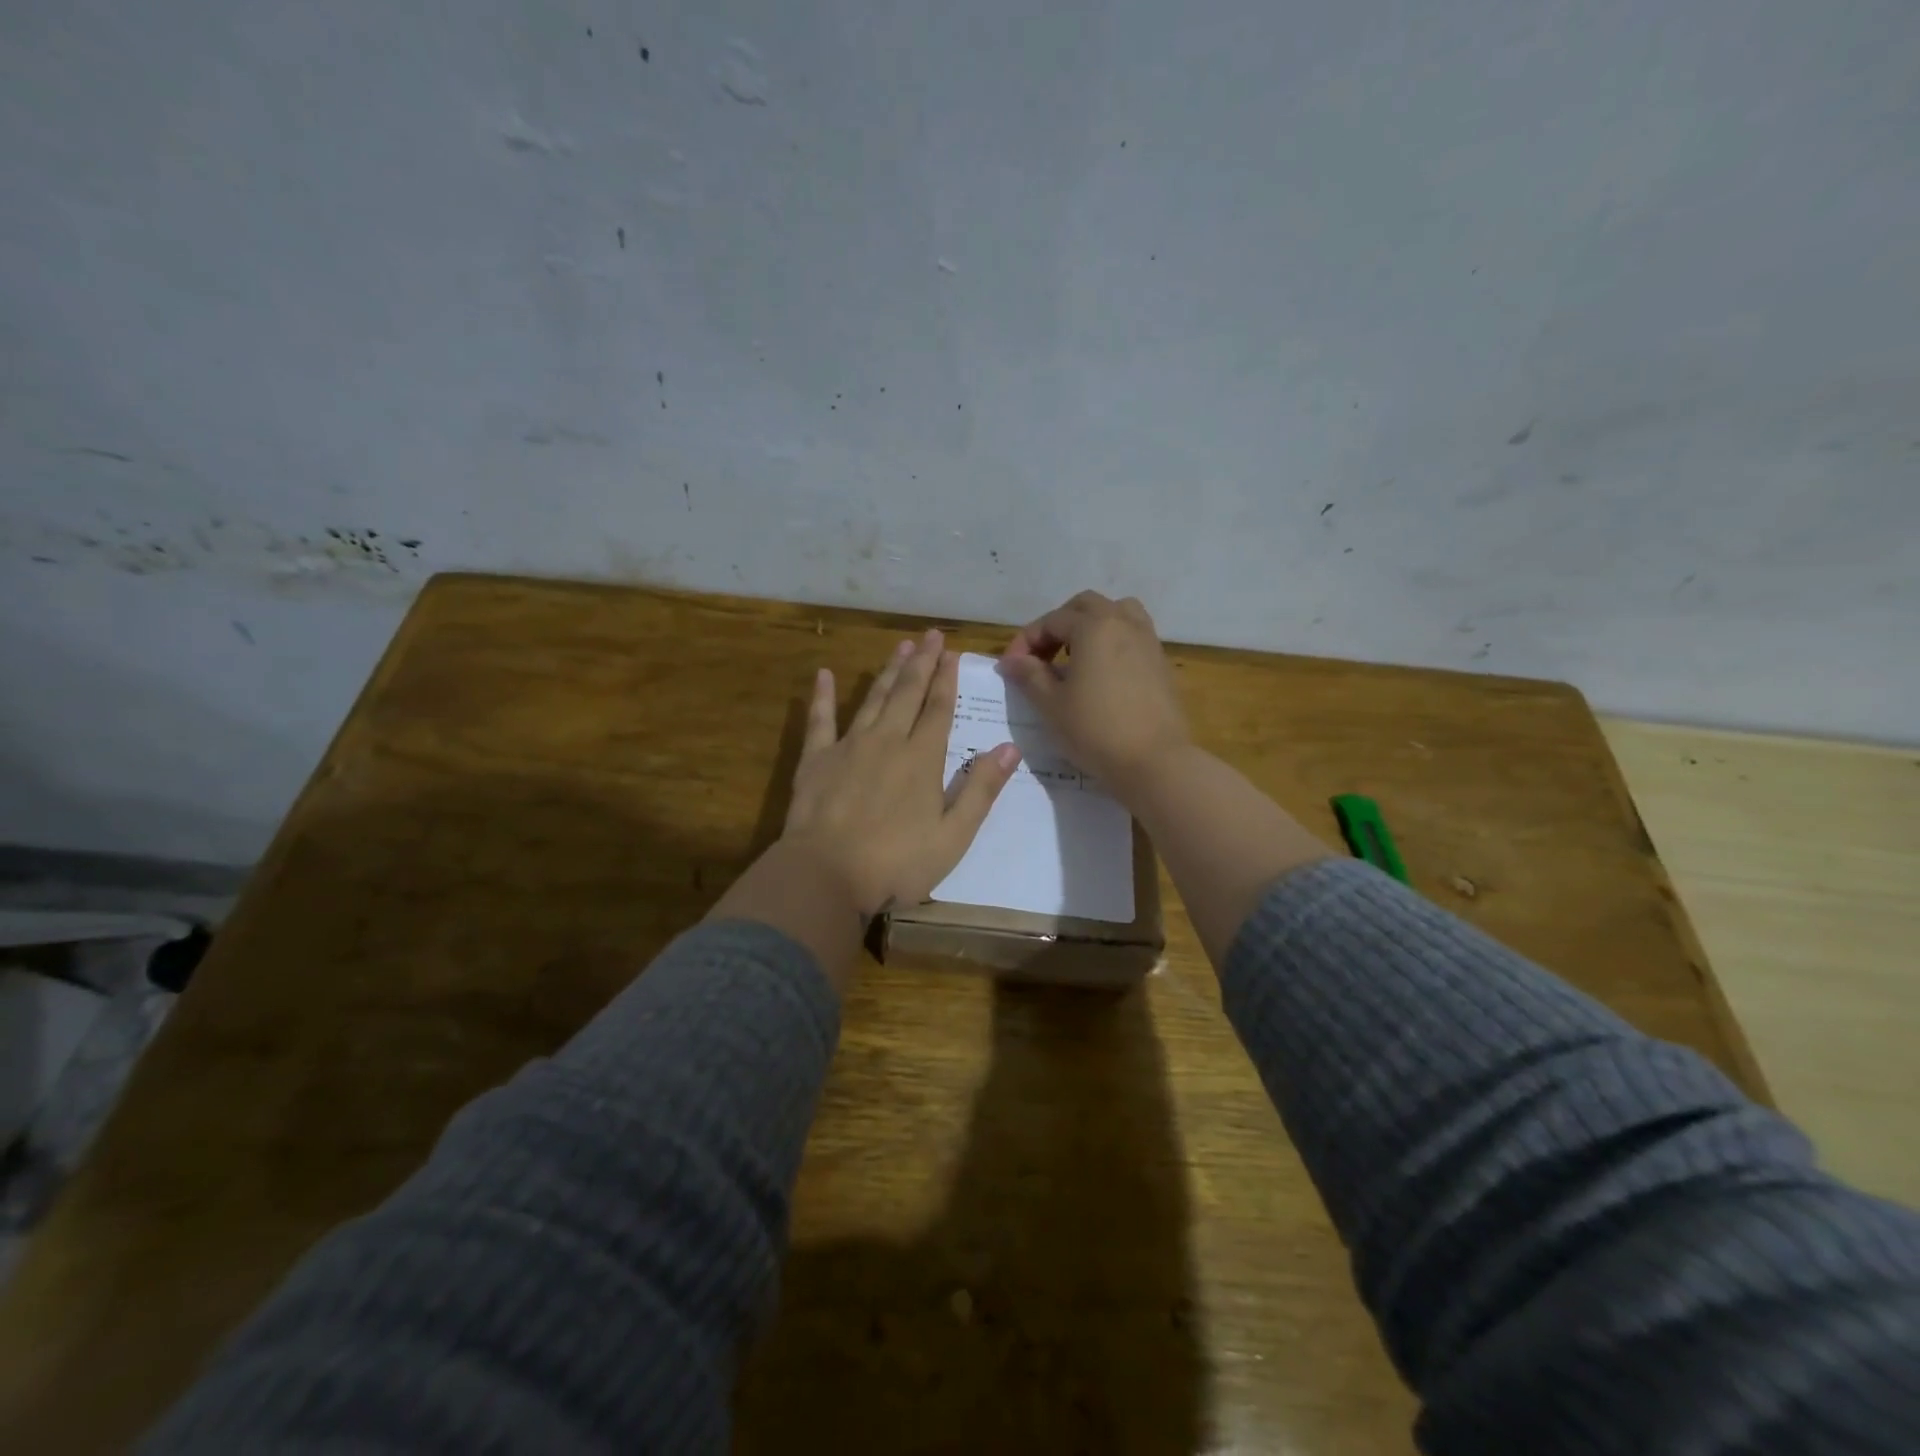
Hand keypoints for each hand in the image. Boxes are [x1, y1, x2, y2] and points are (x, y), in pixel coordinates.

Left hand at [781, 629, 1020, 917]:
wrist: (826, 875)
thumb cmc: (897, 863)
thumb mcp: (953, 835)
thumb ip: (981, 789)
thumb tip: (1010, 748)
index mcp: (922, 759)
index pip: (939, 709)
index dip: (947, 679)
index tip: (952, 652)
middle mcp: (887, 741)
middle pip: (907, 693)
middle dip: (922, 663)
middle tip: (931, 635)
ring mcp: (848, 746)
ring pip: (872, 699)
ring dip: (887, 671)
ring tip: (900, 646)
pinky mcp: (816, 760)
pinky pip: (820, 720)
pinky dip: (823, 696)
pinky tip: (825, 674)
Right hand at [999, 591, 1190, 796]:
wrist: (1155, 762)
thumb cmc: (1095, 731)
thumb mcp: (1051, 705)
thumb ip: (1029, 675)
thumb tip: (1011, 661)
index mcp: (1094, 627)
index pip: (1051, 621)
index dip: (1025, 641)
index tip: (1010, 668)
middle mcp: (1124, 623)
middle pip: (1085, 606)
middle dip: (1058, 625)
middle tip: (1041, 657)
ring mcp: (1148, 641)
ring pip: (1117, 614)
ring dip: (1091, 626)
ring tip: (1075, 656)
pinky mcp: (1161, 663)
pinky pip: (1133, 636)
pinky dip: (1112, 642)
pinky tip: (1101, 674)